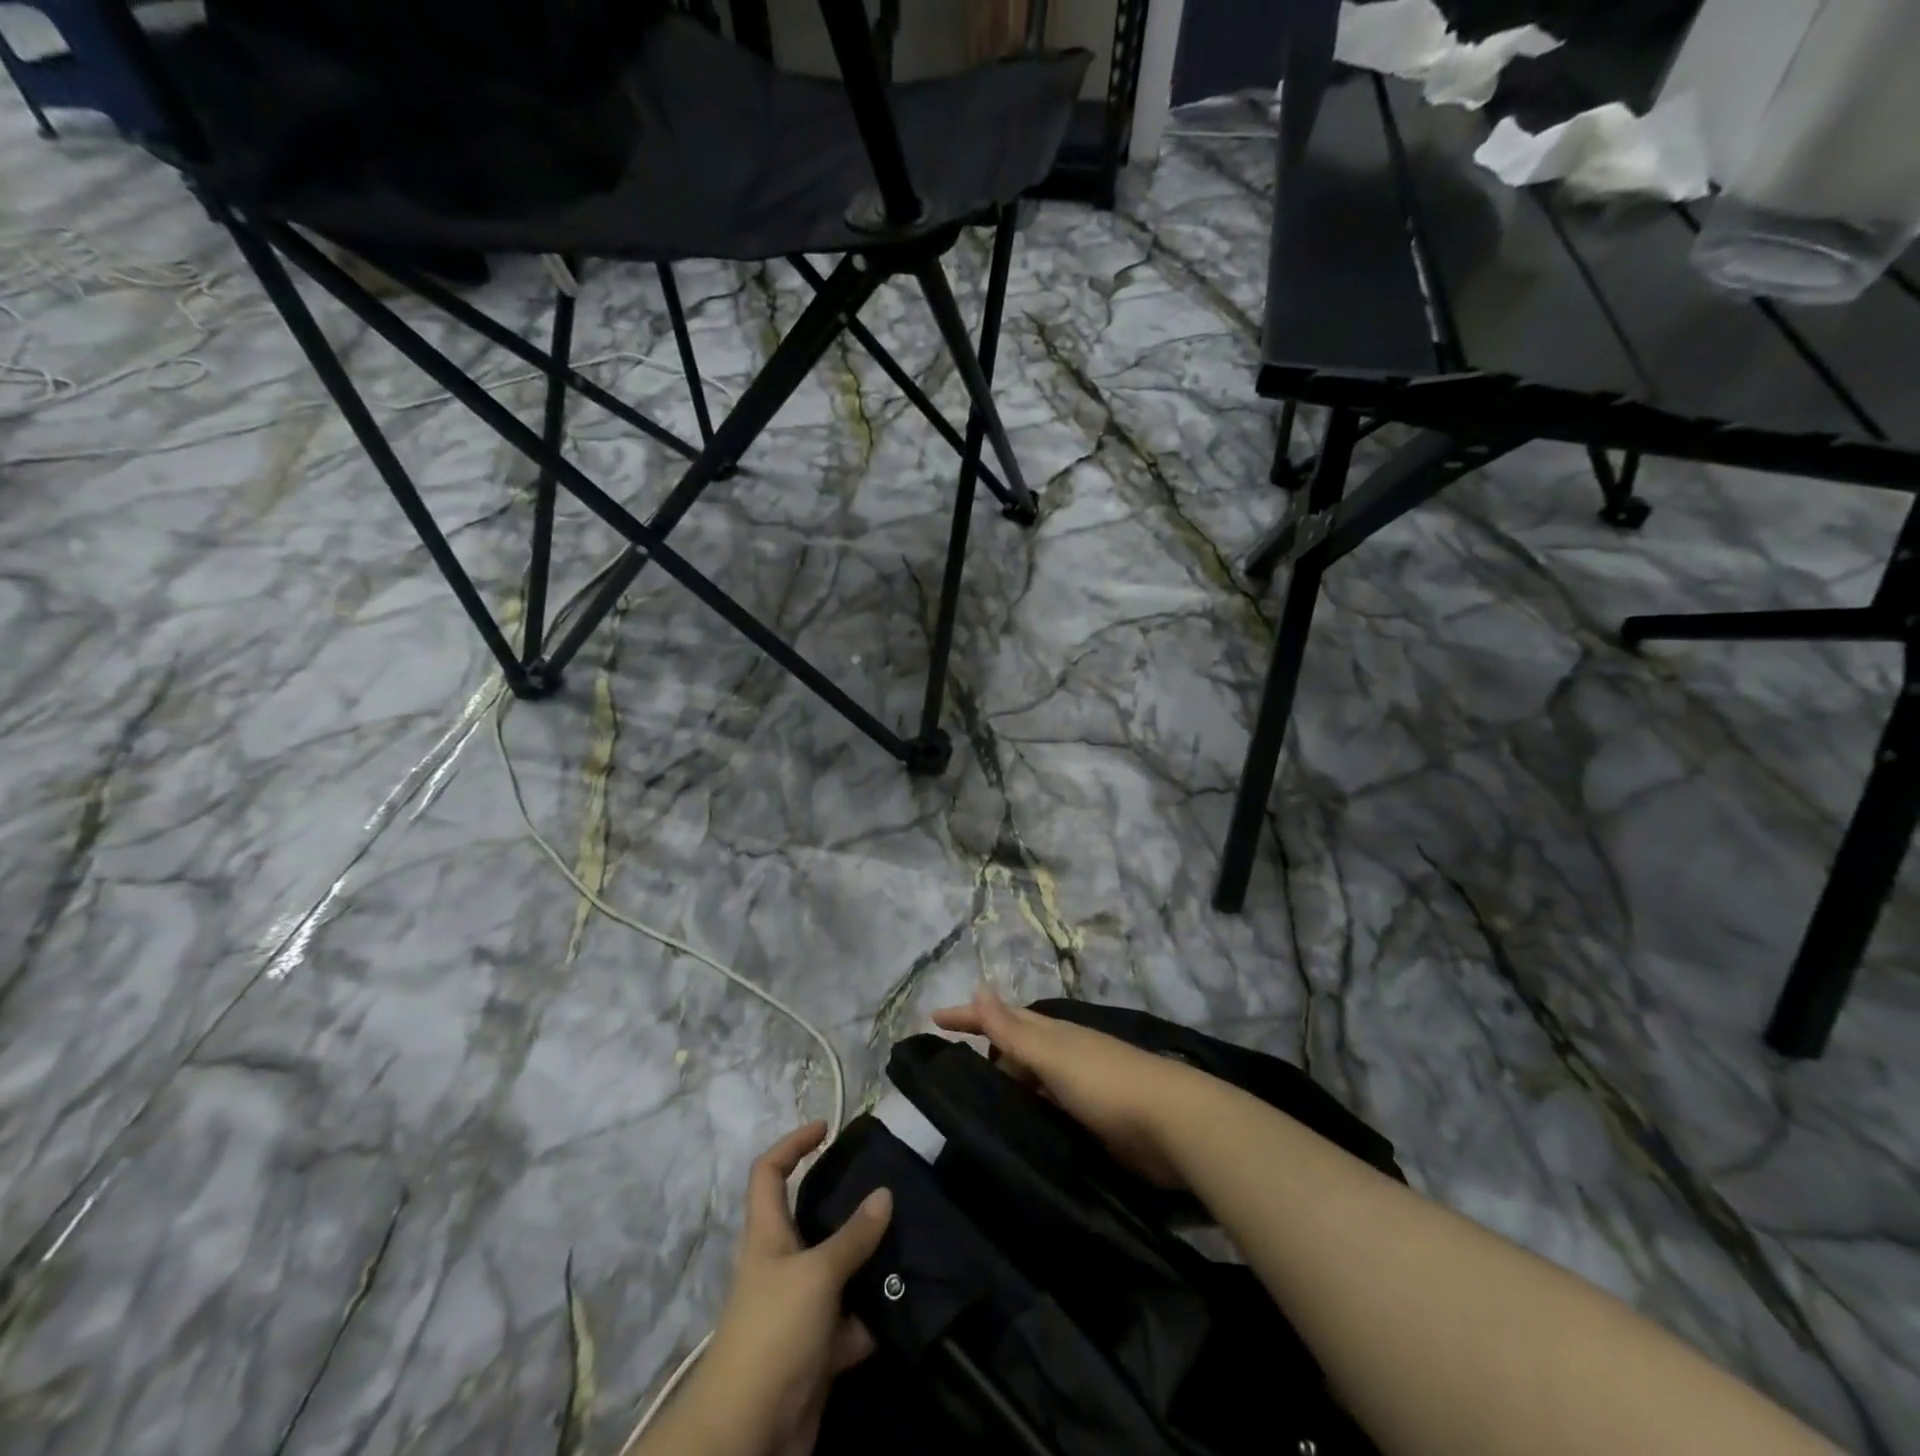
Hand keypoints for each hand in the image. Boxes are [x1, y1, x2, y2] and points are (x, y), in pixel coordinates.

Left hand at [644, 1123, 891, 1455]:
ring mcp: (800, 1308)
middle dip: (848, 1205)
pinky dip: (875, 1314)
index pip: (770, 1172)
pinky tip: (909, 1299)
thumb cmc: (773, 1333)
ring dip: (869, 1261)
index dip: (793, 1144)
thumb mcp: (817, 1274)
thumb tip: (884, 1193)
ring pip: (840, 1269)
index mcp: (767, 1235)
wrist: (748, 1435)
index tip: (827, 1129)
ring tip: (911, 1238)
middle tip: (888, 1188)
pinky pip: (853, 1319)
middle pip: (813, 1219)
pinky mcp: (818, 1349)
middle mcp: (782, 1264)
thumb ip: (852, 1237)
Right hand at [931, 987, 1210, 1187]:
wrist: (1171, 1125)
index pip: (1001, 1017)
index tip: (934, 1019)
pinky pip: (1046, 1107)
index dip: (969, 1016)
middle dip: (985, 1049)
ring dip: (1006, 1083)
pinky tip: (1016, 1129)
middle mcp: (1063, 1053)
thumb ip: (1013, 1029)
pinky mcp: (1091, 1119)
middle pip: (1016, 1045)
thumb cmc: (1104, 1082)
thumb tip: (977, 985)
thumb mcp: (1052, 1053)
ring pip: (1031, 1079)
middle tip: (949, 1071)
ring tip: (973, 1104)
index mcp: (1053, 1033)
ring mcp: (1079, 1086)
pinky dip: (1027, 1110)